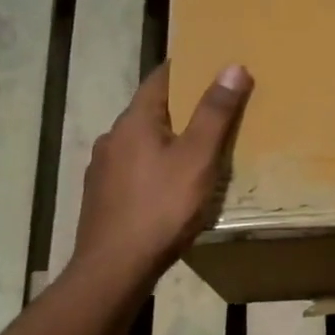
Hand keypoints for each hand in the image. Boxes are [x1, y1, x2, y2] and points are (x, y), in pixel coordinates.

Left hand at [73, 61, 252, 279]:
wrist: (112, 271)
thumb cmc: (160, 208)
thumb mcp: (197, 158)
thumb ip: (214, 113)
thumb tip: (232, 66)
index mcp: (135, 120)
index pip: (161, 77)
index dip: (187, 67)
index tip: (213, 63)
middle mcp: (113, 137)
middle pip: (152, 109)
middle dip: (183, 106)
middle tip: (217, 108)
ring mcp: (103, 168)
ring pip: (142, 140)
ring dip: (169, 138)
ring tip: (199, 149)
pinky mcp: (102, 196)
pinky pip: (135, 167)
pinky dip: (156, 164)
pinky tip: (172, 185)